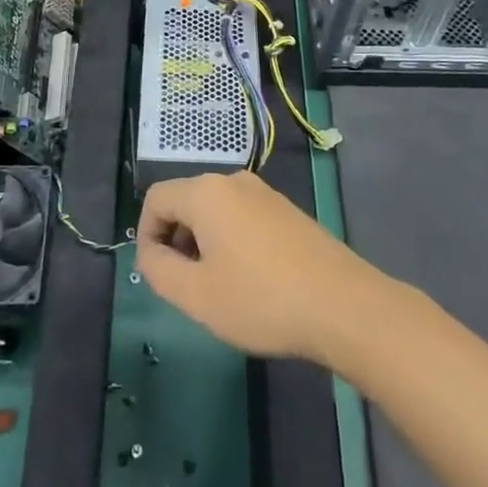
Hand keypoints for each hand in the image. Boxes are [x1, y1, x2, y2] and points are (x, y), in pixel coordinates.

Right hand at [136, 171, 395, 367]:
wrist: (342, 305)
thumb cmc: (261, 299)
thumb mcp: (196, 295)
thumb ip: (158, 270)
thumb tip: (150, 254)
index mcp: (207, 192)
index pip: (156, 199)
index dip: (145, 235)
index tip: (156, 276)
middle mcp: (235, 181)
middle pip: (186, 201)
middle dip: (175, 240)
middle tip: (186, 287)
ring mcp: (265, 194)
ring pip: (215, 211)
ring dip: (203, 244)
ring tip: (218, 289)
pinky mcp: (287, 211)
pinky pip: (242, 218)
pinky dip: (231, 242)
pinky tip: (250, 282)